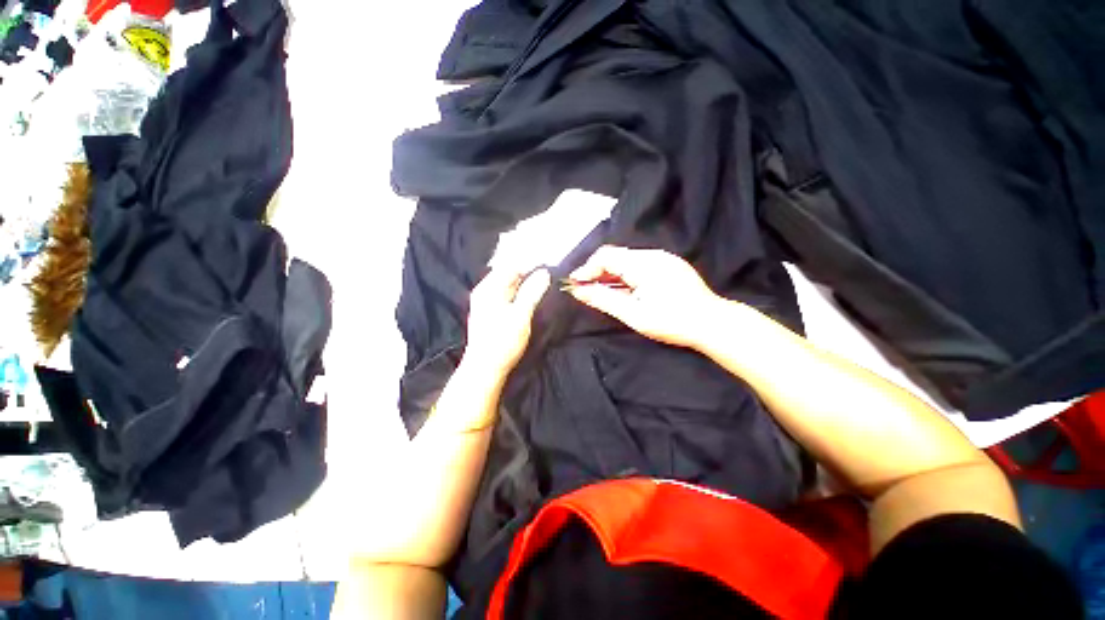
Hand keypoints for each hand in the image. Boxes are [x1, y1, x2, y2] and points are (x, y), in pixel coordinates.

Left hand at [463, 267, 551, 380]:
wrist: (485, 369)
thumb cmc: (503, 341)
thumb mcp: (521, 315)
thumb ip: (532, 292)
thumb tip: (544, 272)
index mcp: (488, 288)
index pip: (511, 267)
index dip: (530, 267)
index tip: (548, 272)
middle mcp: (484, 292)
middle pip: (509, 276)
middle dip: (528, 277)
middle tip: (547, 283)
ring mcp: (485, 304)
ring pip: (508, 288)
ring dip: (524, 288)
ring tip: (541, 292)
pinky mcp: (490, 315)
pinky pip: (506, 298)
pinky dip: (518, 298)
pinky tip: (528, 304)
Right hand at [567, 246, 723, 347]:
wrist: (712, 323)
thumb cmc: (671, 322)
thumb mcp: (632, 314)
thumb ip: (603, 299)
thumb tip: (577, 290)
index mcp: (643, 263)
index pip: (606, 256)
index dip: (587, 269)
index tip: (574, 284)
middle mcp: (653, 255)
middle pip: (615, 256)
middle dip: (597, 272)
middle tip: (586, 290)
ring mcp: (663, 259)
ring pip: (627, 260)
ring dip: (611, 274)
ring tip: (602, 292)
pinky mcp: (670, 265)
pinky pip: (639, 265)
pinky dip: (625, 275)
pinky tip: (623, 290)